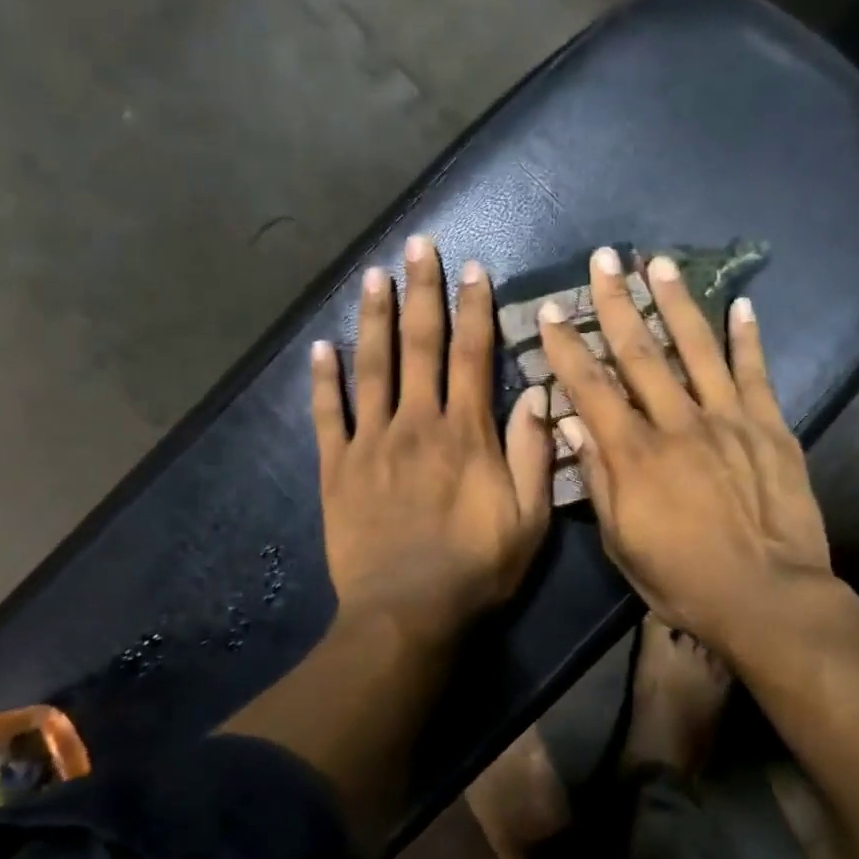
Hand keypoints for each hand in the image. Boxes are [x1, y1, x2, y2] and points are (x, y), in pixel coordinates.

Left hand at [312, 234, 553, 648]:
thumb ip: (533, 454)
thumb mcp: (529, 519)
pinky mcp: (337, 469)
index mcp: (465, 433)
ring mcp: (370, 443)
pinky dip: (322, 381)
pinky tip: (320, 348)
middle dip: (421, 292)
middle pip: (418, 346)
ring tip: (373, 275)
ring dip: (373, 318)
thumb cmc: (476, 569)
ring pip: (371, 368)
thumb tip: (538, 394)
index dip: (473, 309)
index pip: (471, 356)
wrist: (406, 614)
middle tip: (417, 245)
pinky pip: (327, 416)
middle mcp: (416, 424)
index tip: (472, 269)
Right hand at [537, 248, 834, 667]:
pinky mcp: (770, 428)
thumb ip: (599, 480)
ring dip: (675, 302)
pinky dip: (748, 337)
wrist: (767, 597)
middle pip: (641, 352)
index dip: (567, 347)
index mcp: (635, 455)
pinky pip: (755, 373)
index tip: (553, 311)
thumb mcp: (622, 543)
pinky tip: (741, 304)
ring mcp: (728, 420)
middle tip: (603, 259)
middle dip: (616, 303)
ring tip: (659, 263)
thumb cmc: (683, 580)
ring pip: (697, 348)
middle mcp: (677, 423)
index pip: (591, 388)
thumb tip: (573, 427)